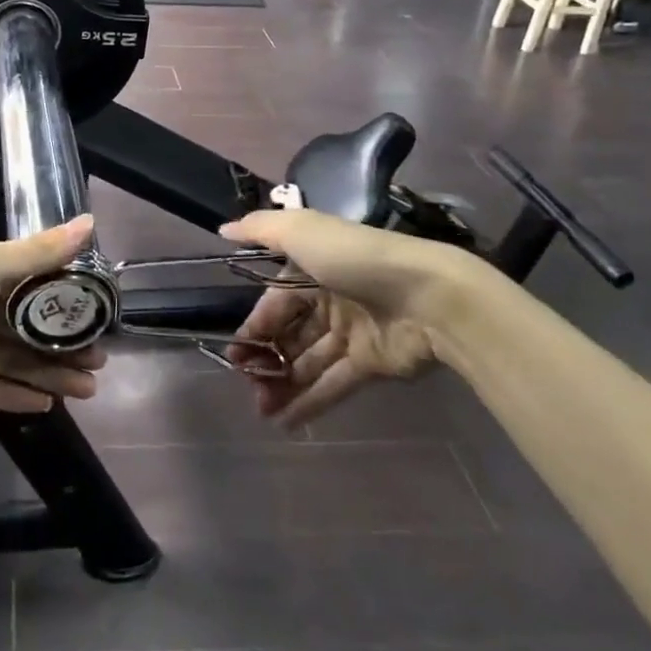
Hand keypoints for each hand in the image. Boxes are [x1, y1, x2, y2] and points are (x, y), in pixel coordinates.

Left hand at [0, 217, 104, 413]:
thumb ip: (36, 252)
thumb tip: (90, 222)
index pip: (33, 283)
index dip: (66, 298)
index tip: (100, 312)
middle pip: (26, 327)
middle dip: (63, 343)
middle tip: (101, 359)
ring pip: (12, 359)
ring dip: (48, 372)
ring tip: (88, 388)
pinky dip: (14, 395)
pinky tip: (47, 404)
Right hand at [220, 209, 506, 427]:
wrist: (427, 296)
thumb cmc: (355, 259)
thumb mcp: (301, 231)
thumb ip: (259, 230)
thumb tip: (223, 229)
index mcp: (313, 267)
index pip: (275, 300)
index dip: (256, 325)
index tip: (236, 351)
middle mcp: (331, 298)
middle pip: (291, 333)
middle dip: (267, 358)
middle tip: (246, 383)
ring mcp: (352, 332)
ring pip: (308, 361)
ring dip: (283, 384)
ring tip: (260, 409)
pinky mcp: (371, 363)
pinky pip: (334, 383)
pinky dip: (310, 402)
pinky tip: (285, 421)